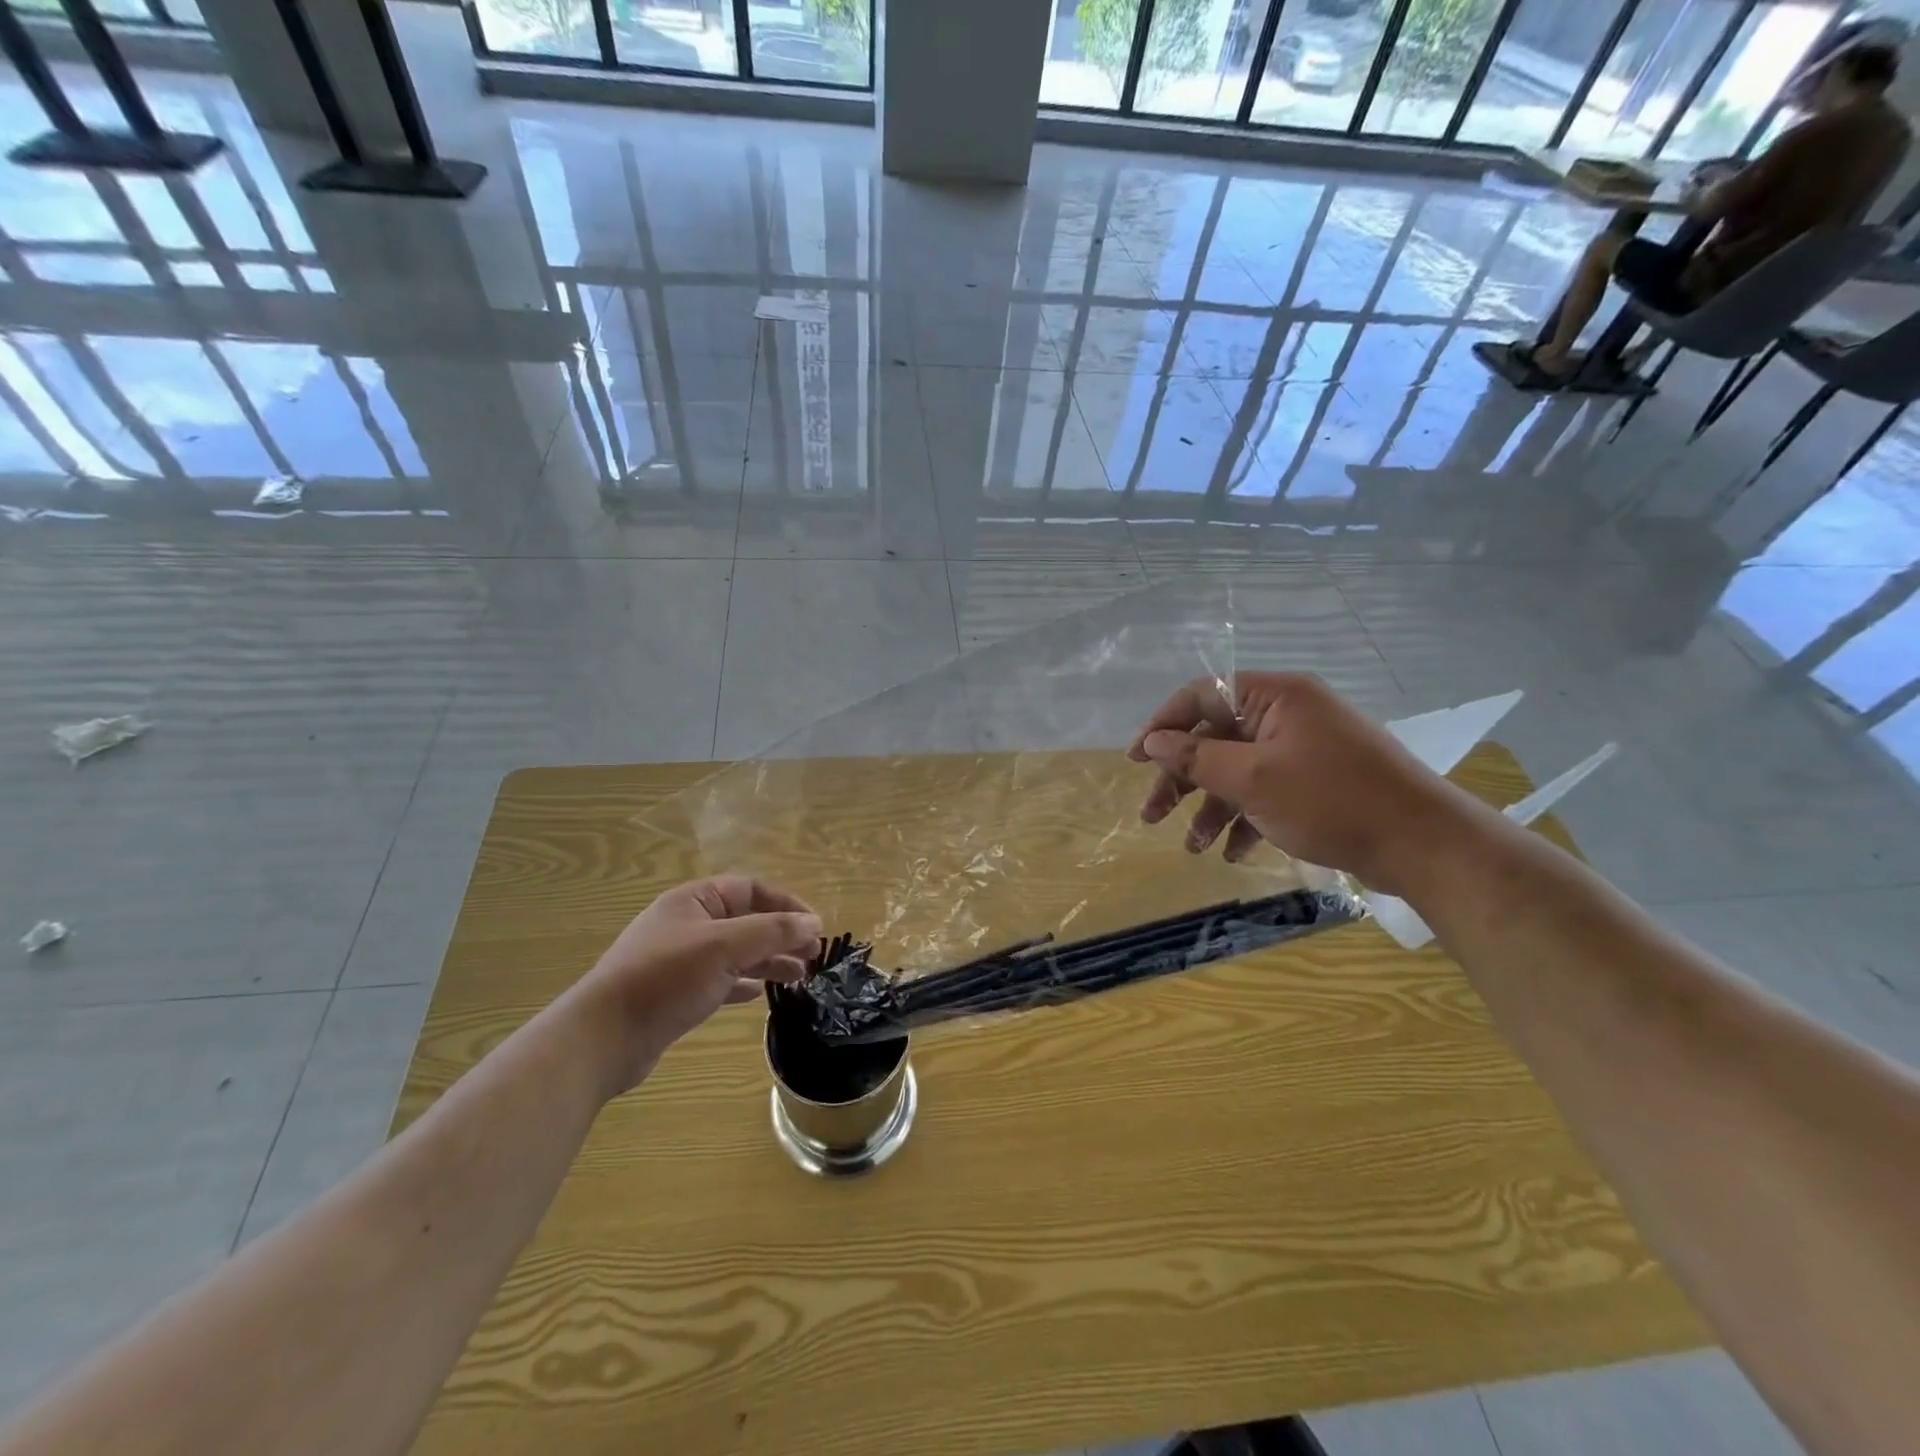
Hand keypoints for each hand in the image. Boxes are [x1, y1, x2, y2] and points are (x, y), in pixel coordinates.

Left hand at [562, 876, 820, 1094]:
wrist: (603, 1038)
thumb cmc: (666, 978)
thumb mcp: (725, 947)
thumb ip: (772, 931)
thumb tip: (813, 922)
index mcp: (695, 901)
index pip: (751, 889)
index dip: (786, 904)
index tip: (816, 927)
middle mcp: (687, 924)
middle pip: (746, 920)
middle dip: (781, 935)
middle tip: (813, 956)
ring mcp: (680, 959)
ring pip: (736, 952)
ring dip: (768, 960)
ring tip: (800, 976)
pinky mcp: (676, 992)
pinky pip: (720, 978)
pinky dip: (744, 982)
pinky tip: (762, 993)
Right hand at [1128, 672, 1472, 896]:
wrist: (1423, 844)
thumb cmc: (1331, 800)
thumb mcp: (1252, 779)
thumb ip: (1196, 757)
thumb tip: (1152, 741)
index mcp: (1275, 697)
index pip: (1201, 696)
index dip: (1163, 726)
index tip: (1136, 759)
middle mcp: (1288, 715)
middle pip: (1216, 738)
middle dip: (1183, 779)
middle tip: (1153, 815)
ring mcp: (1304, 750)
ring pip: (1239, 771)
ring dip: (1212, 808)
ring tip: (1194, 847)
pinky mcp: (1318, 782)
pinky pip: (1267, 792)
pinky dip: (1246, 819)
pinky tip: (1233, 852)